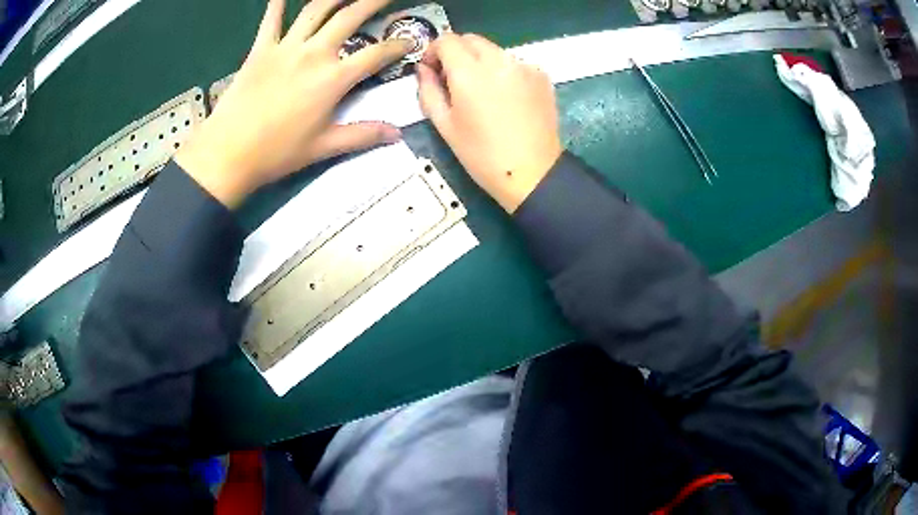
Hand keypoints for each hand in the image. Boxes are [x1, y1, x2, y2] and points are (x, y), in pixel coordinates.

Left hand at [176, 0, 411, 207]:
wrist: (228, 153)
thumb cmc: (277, 153)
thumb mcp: (324, 148)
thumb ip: (362, 136)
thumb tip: (396, 135)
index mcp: (333, 79)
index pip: (376, 55)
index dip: (398, 46)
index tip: (410, 41)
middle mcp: (314, 54)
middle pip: (350, 17)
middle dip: (373, 1)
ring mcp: (285, 48)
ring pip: (315, 10)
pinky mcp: (260, 50)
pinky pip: (271, 20)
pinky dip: (278, 5)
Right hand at [417, 34, 561, 212]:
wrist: (532, 173)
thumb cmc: (482, 155)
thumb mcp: (444, 125)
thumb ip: (428, 90)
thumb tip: (423, 69)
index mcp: (470, 72)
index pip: (446, 40)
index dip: (434, 51)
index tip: (433, 70)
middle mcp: (498, 60)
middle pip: (471, 39)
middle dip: (457, 53)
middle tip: (454, 80)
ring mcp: (524, 66)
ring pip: (493, 50)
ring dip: (480, 61)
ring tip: (482, 92)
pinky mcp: (541, 76)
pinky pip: (514, 63)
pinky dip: (503, 71)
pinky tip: (505, 98)